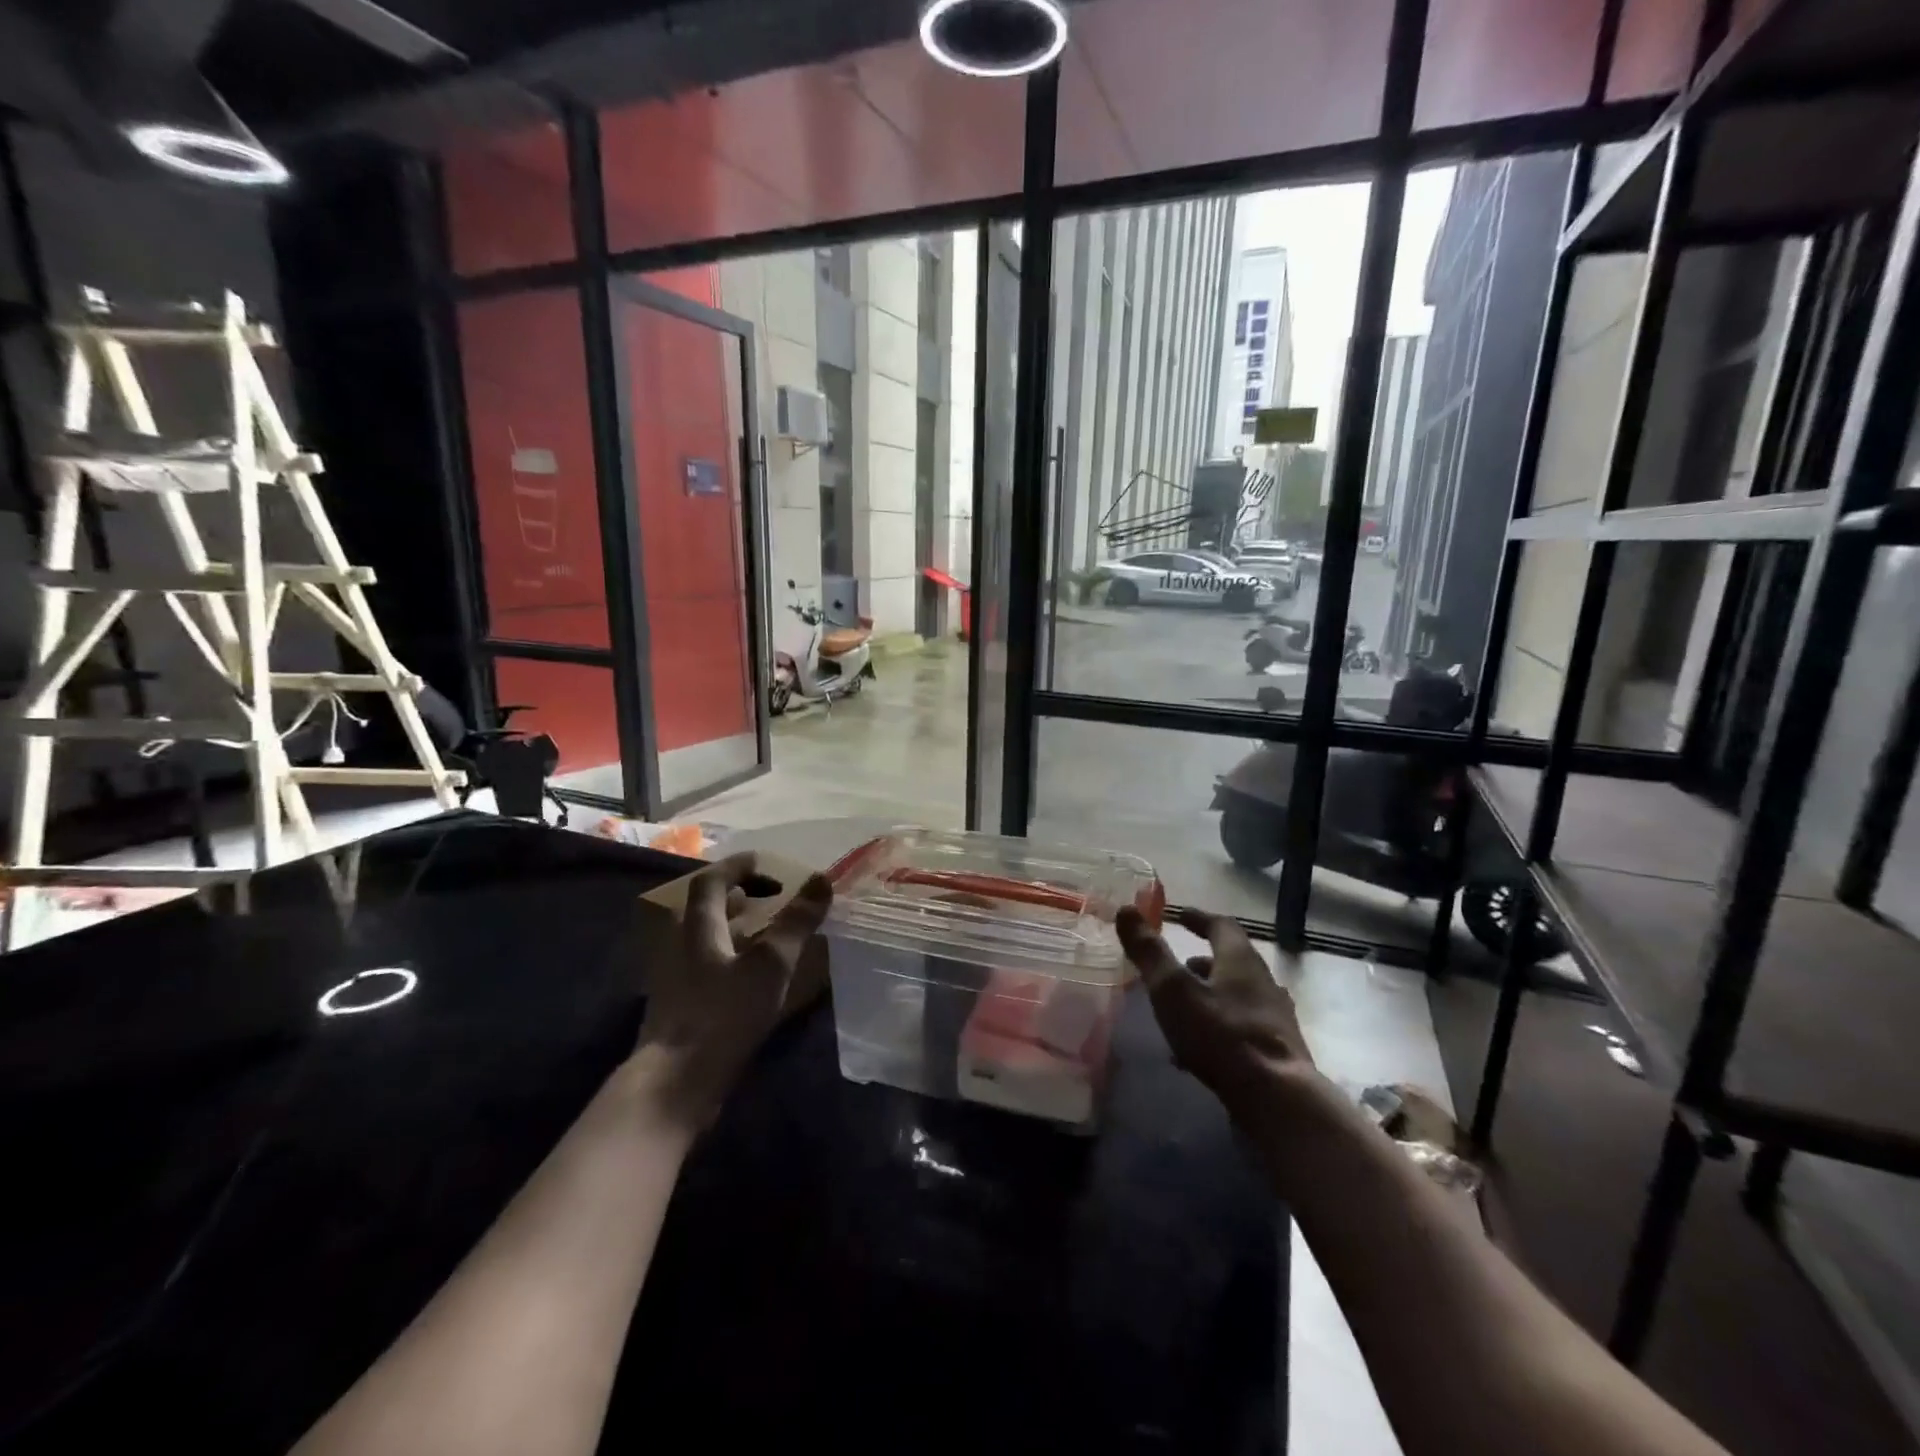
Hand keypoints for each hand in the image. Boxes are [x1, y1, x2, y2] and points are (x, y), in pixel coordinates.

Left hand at [635, 853, 833, 1127]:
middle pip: (706, 910)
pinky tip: (754, 979)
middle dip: (738, 898)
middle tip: (770, 898)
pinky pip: (709, 968)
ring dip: (736, 929)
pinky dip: (733, 959)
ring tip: (768, 934)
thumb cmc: (723, 1014)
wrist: (675, 1084)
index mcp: (698, 928)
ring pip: (708, 941)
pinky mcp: (682, 1010)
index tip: (766, 863)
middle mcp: (681, 947)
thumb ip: (796, 922)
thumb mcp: (770, 964)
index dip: (738, 867)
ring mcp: (678, 981)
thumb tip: (821, 878)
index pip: (712, 882)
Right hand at [1115, 906, 1313, 1102]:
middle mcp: (1263, 982)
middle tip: (1178, 965)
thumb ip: (1149, 951)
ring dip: (1211, 994)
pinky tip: (1197, 1051)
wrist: (1278, 1099)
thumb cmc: (1221, 1034)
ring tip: (1183, 1008)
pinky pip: (1242, 1027)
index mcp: (1240, 960)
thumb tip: (1126, 909)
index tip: (1179, 916)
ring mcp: (1274, 1018)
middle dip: (1204, 960)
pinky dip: (1218, 1026)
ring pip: (1238, 996)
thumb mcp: (1173, 989)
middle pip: (1233, 961)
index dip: (1199, 918)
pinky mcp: (1277, 1051)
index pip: (1221, 926)